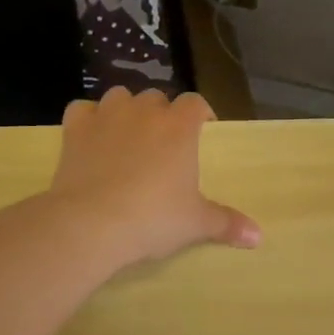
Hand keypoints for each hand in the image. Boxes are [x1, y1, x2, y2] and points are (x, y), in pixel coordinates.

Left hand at [49, 87, 259, 267]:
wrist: (92, 223)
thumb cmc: (153, 218)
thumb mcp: (196, 224)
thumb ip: (227, 223)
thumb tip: (258, 238)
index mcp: (179, 127)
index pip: (195, 103)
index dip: (200, 113)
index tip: (202, 130)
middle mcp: (144, 112)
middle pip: (157, 98)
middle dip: (161, 114)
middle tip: (163, 144)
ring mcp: (107, 116)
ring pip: (120, 96)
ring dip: (126, 111)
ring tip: (127, 136)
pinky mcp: (75, 129)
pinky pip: (82, 109)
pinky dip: (88, 119)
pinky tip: (91, 137)